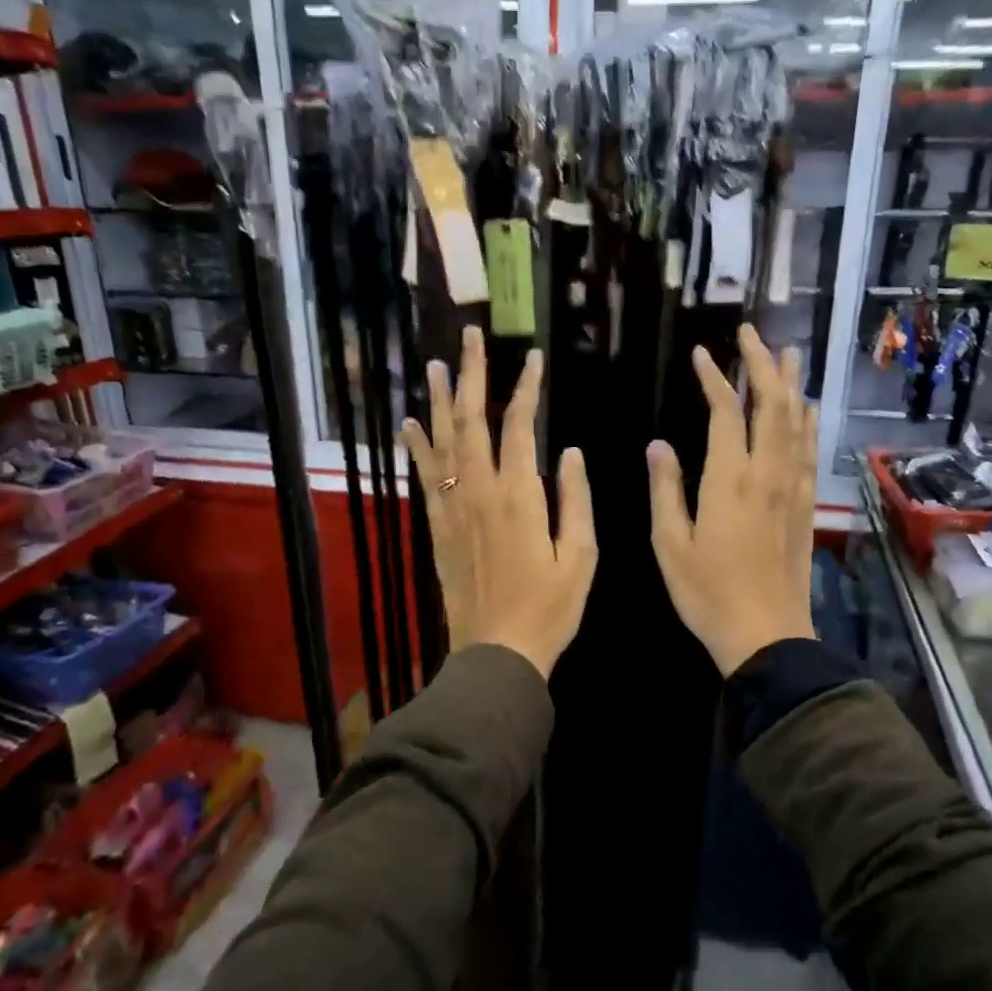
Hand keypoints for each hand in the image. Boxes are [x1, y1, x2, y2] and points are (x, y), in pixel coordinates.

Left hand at [402, 327, 597, 680]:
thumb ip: (575, 499)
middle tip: (468, 338)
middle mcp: (479, 493)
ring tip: (436, 366)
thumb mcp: (581, 556)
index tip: (532, 358)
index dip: (526, 389)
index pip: (519, 427)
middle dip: (472, 377)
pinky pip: (425, 478)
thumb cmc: (549, 609)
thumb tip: (568, 451)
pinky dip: (417, 448)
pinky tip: (410, 424)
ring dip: (440, 402)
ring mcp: (453, 509)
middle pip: (472, 422)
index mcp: (519, 497)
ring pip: (442, 443)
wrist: (497, 652)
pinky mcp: (438, 528)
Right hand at [648, 325, 817, 675]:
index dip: (715, 377)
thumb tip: (658, 445)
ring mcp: (793, 488)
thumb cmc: (707, 592)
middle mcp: (767, 473)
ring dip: (791, 383)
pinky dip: (807, 421)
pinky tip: (806, 409)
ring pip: (797, 422)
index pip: (726, 412)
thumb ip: (666, 489)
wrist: (766, 634)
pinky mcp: (806, 505)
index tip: (702, 353)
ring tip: (787, 353)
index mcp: (730, 479)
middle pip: (772, 404)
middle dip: (762, 363)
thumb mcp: (670, 543)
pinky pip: (809, 450)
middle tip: (751, 332)